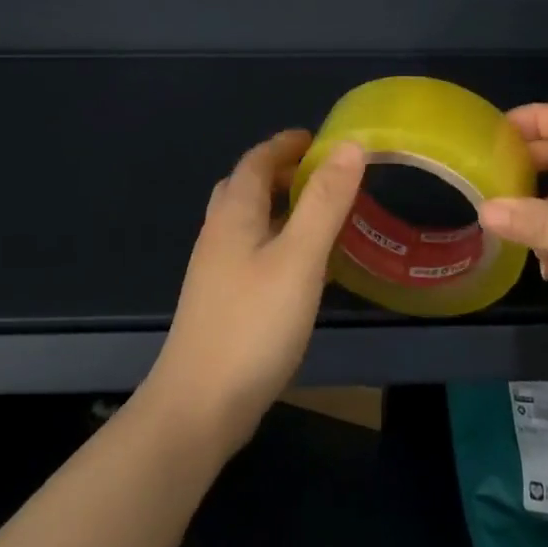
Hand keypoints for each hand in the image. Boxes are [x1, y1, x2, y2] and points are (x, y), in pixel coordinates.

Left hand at [142, 129, 365, 454]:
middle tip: (323, 174)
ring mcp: (217, 272)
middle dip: (281, 172)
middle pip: (246, 187)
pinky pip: (254, 252)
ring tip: (320, 214)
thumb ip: (324, 202)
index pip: (256, 161)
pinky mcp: (223, 302)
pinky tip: (303, 267)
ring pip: (249, 222)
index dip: (286, 144)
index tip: (319, 138)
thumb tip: (349, 146)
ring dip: (281, 207)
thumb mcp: (299, 258)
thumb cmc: (252, 325)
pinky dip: (279, 240)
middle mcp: (219, 235)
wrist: (198, 408)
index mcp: (234, 215)